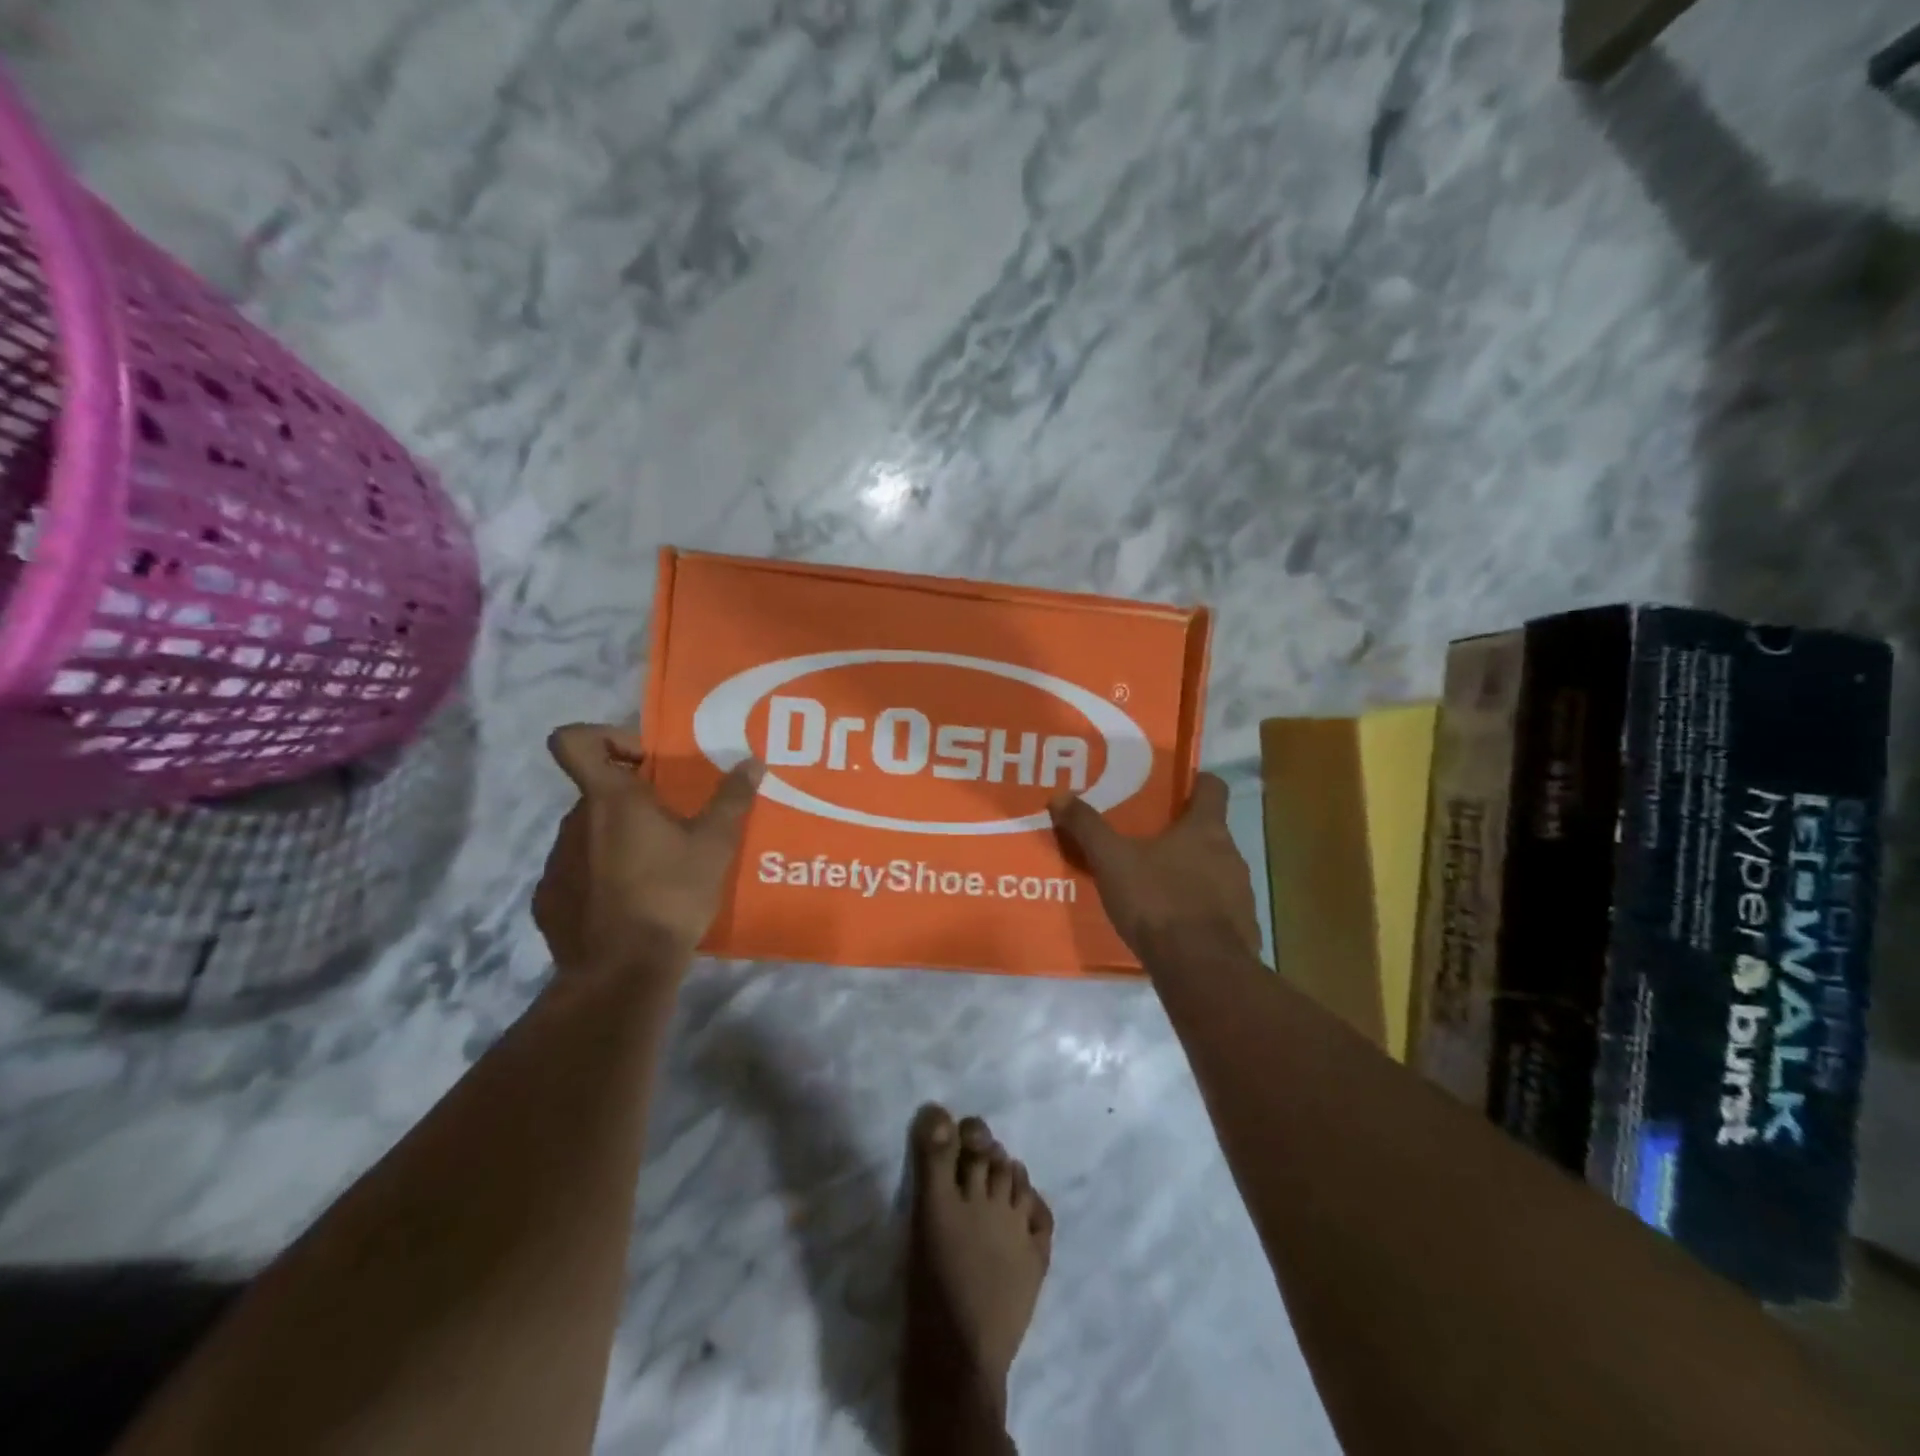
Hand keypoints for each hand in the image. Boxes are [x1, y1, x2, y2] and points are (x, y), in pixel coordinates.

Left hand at [534, 723, 761, 973]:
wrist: (621, 973)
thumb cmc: (670, 896)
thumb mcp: (714, 846)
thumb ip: (732, 799)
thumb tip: (752, 762)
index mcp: (610, 799)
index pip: (573, 740)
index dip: (604, 738)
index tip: (644, 762)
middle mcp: (573, 823)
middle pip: (597, 791)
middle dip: (633, 800)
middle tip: (673, 824)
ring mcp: (556, 863)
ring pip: (588, 833)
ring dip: (618, 839)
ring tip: (657, 868)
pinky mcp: (548, 901)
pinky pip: (576, 872)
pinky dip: (600, 877)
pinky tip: (631, 903)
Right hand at [1048, 774, 1261, 961]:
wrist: (1200, 969)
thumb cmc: (1158, 900)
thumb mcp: (1112, 860)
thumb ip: (1087, 827)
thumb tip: (1060, 795)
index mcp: (1207, 829)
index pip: (1213, 787)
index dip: (1195, 783)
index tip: (1174, 789)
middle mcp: (1232, 854)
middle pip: (1210, 832)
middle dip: (1182, 834)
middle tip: (1147, 839)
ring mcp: (1242, 893)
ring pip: (1215, 871)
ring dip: (1191, 873)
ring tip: (1155, 884)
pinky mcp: (1243, 929)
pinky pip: (1219, 909)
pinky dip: (1199, 909)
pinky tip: (1172, 922)